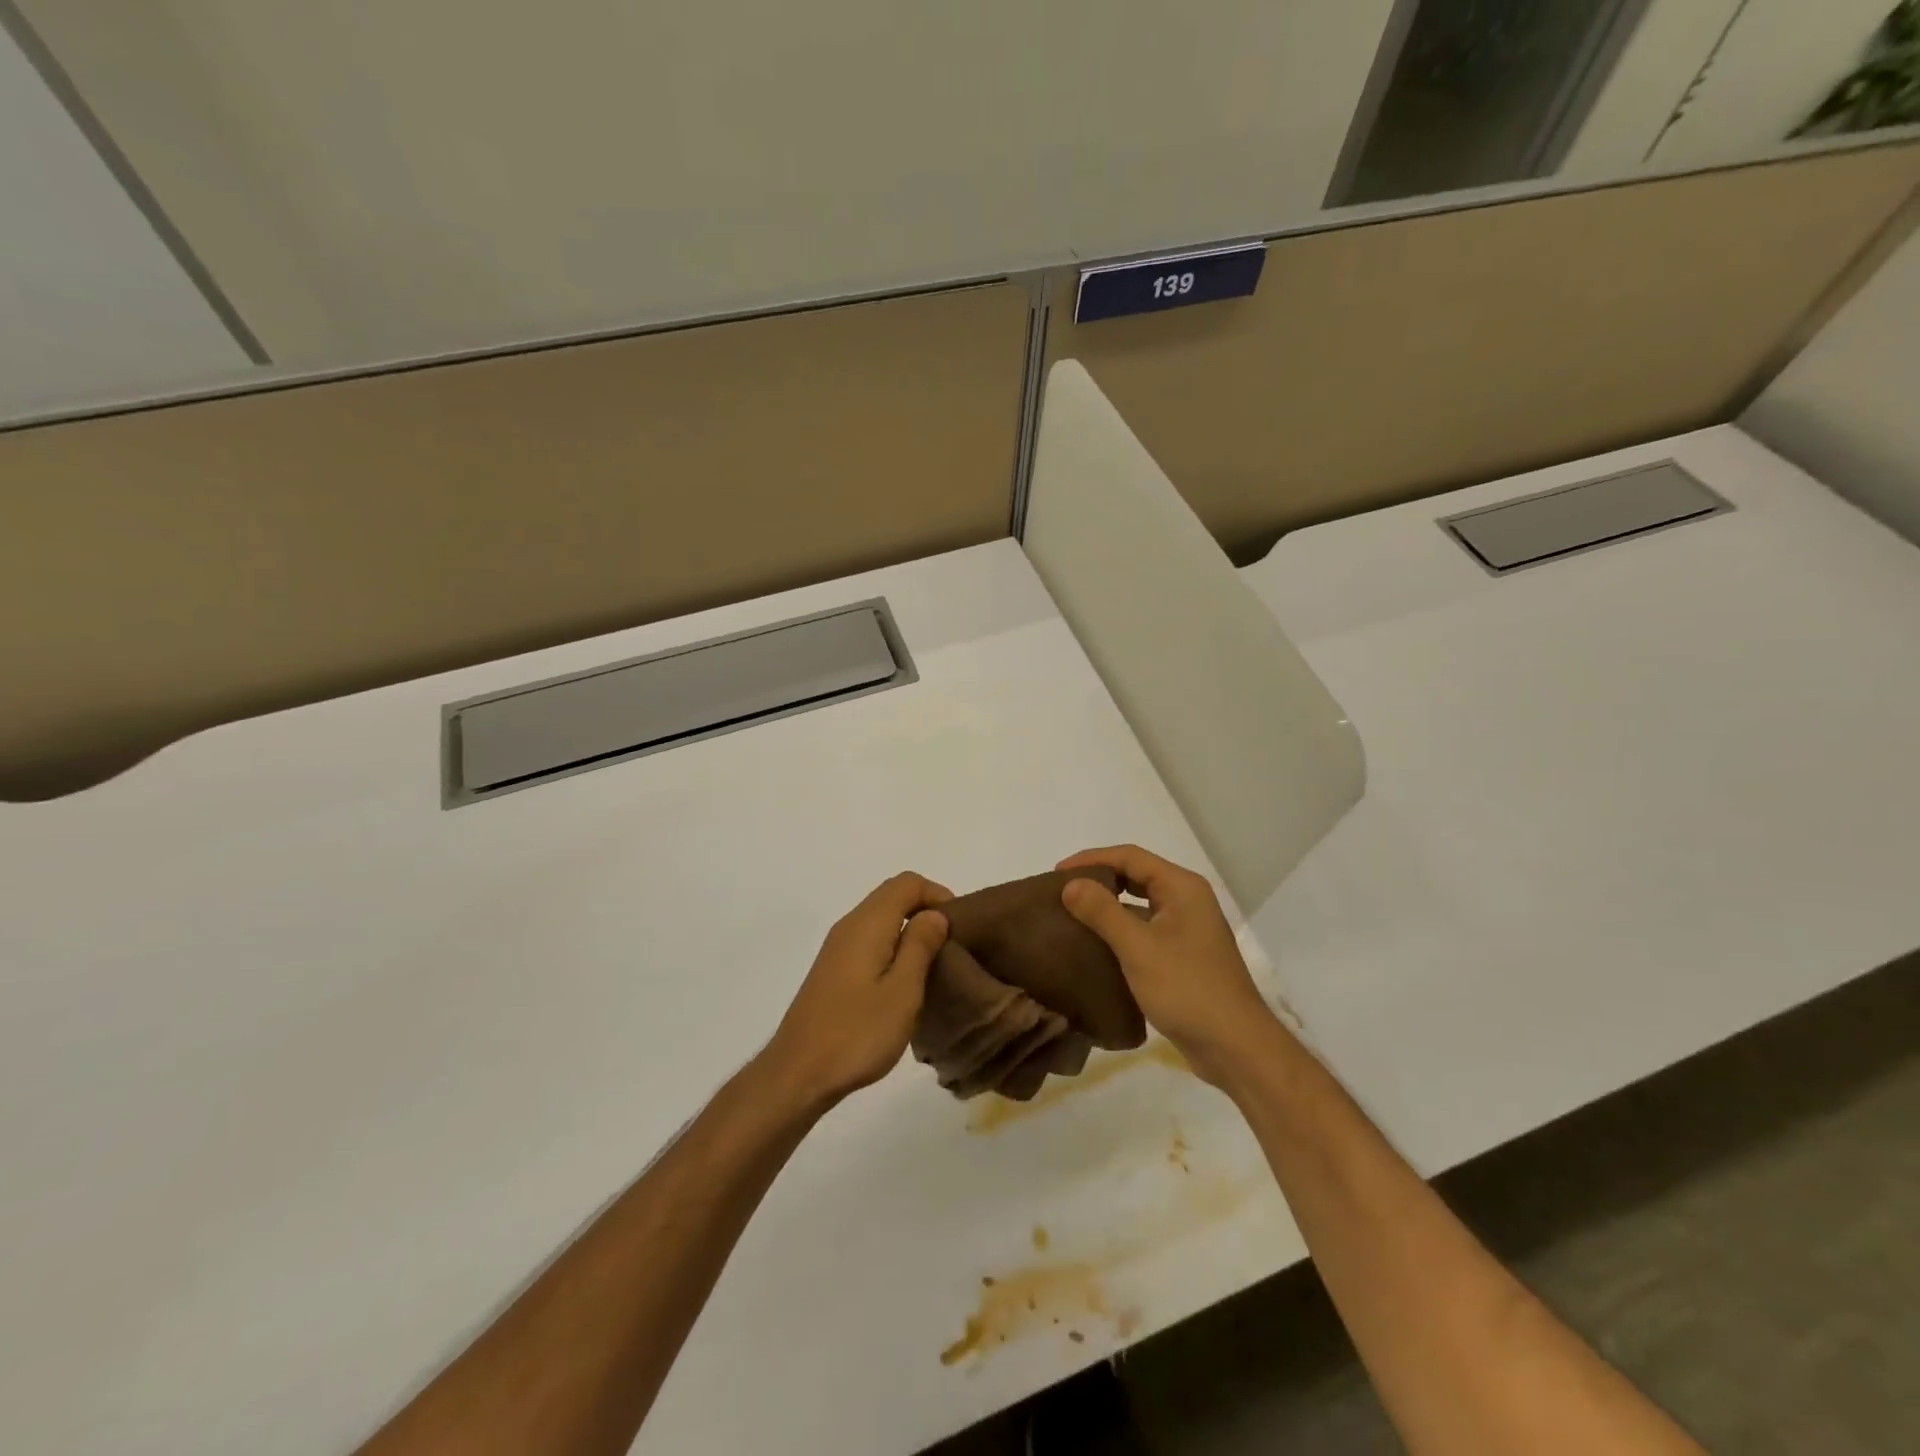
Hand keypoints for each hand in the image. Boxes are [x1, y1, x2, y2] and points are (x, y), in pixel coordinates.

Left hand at [760, 873, 950, 1108]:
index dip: (937, 894)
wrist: (798, 1074)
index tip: (959, 926)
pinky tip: (904, 981)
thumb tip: (935, 914)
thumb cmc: (857, 1033)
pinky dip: (893, 946)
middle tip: (952, 945)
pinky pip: (870, 939)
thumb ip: (920, 946)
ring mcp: (837, 948)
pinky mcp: (833, 969)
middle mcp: (849, 926)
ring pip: (881, 918)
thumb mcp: (902, 991)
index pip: (907, 883)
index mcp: (867, 924)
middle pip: (892, 896)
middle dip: (926, 909)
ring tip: (934, 964)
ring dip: (910, 930)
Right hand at [1057, 845, 1277, 1086]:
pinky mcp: (1182, 957)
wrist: (1235, 1047)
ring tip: (1070, 917)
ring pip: (1140, 906)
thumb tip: (1070, 884)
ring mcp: (1187, 930)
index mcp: (1182, 888)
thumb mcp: (1138, 948)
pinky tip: (1094, 947)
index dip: (1091, 859)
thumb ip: (1102, 912)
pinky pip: (1144, 932)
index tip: (1056, 873)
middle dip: (1098, 881)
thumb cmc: (1187, 989)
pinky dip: (1119, 933)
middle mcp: (1187, 901)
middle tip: (1061, 893)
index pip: (1130, 857)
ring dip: (1107, 908)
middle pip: (1136, 877)